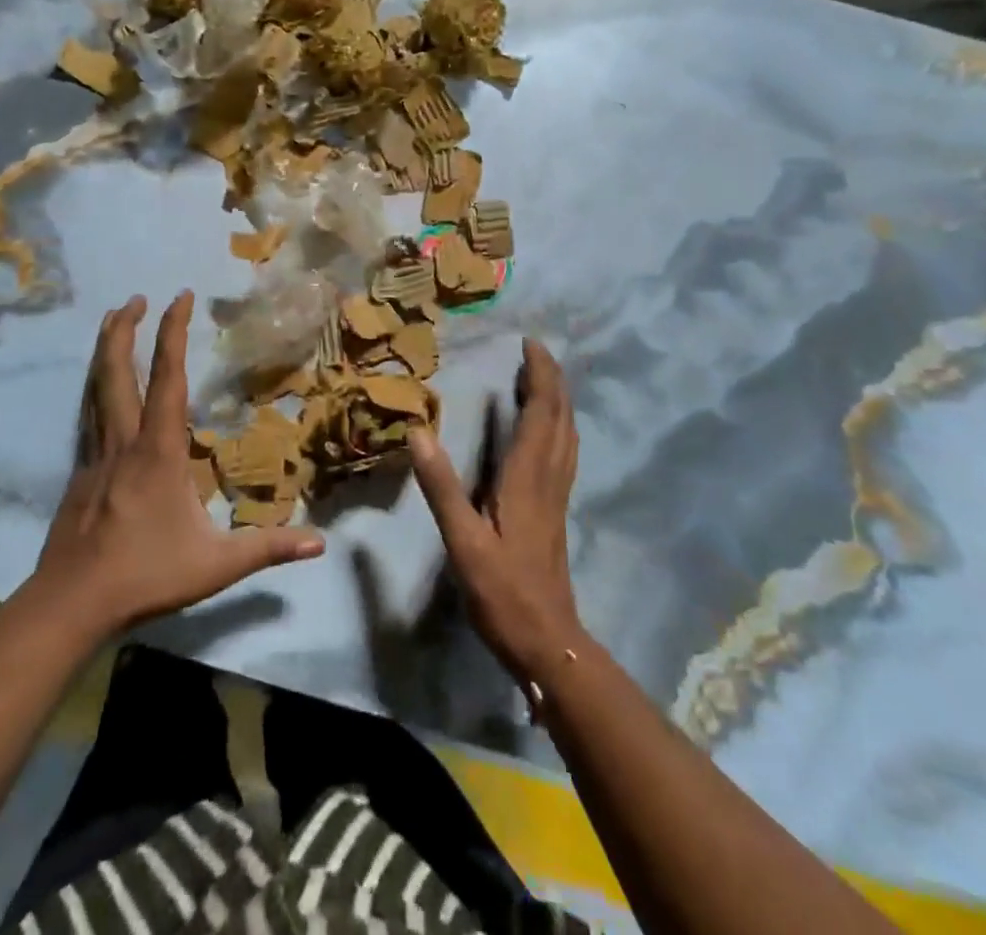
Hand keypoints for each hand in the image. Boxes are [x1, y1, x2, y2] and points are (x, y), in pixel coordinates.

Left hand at [17, 292, 324, 637]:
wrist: (70, 604)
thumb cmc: (146, 575)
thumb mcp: (216, 565)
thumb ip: (267, 548)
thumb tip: (321, 545)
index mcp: (159, 450)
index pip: (168, 378)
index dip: (173, 333)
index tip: (180, 296)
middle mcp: (124, 441)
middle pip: (117, 372)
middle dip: (125, 329)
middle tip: (134, 297)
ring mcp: (96, 456)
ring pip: (96, 389)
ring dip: (105, 351)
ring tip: (110, 321)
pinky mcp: (80, 474)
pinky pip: (88, 417)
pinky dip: (95, 388)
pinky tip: (99, 390)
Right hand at [409, 339, 584, 686]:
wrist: (548, 642)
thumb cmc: (503, 592)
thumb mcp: (463, 541)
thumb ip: (442, 487)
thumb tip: (419, 431)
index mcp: (528, 477)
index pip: (541, 412)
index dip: (539, 375)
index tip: (529, 344)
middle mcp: (549, 477)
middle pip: (560, 416)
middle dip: (551, 379)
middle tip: (534, 351)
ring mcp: (557, 494)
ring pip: (566, 434)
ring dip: (557, 400)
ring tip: (541, 378)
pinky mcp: (556, 509)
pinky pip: (563, 452)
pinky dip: (557, 425)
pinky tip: (546, 431)